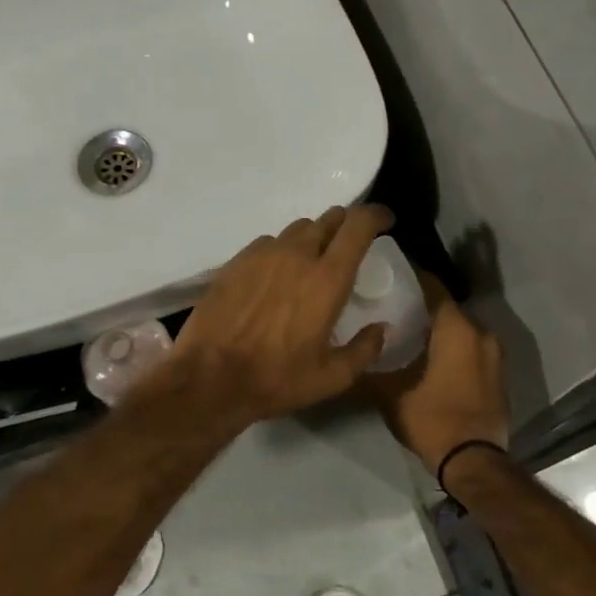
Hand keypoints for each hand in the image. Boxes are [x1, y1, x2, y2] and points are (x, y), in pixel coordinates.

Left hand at [161, 205, 395, 426]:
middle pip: (328, 219)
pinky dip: (282, 250)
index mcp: (327, 278)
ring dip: (313, 238)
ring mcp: (263, 254)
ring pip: (297, 229)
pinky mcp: (237, 261)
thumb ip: (365, 349)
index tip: (385, 222)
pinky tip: (276, 274)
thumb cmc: (277, 379)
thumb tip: (381, 328)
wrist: (210, 378)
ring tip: (312, 261)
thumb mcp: (332, 378)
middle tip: (350, 243)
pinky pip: (268, 242)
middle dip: (346, 225)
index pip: (358, 226)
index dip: (376, 216)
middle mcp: (297, 255)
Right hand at [368, 274, 508, 472]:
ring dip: (439, 329)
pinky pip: (472, 348)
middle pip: (447, 308)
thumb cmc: (432, 419)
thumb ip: (370, 367)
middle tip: (393, 306)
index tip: (390, 275)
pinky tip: (431, 357)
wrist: (474, 462)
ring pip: (461, 330)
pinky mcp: (498, 374)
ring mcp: (494, 354)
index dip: (411, 278)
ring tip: (408, 332)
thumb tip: (353, 352)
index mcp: (456, 328)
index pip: (433, 288)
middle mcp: (481, 333)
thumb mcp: (390, 394)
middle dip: (422, 306)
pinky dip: (454, 347)